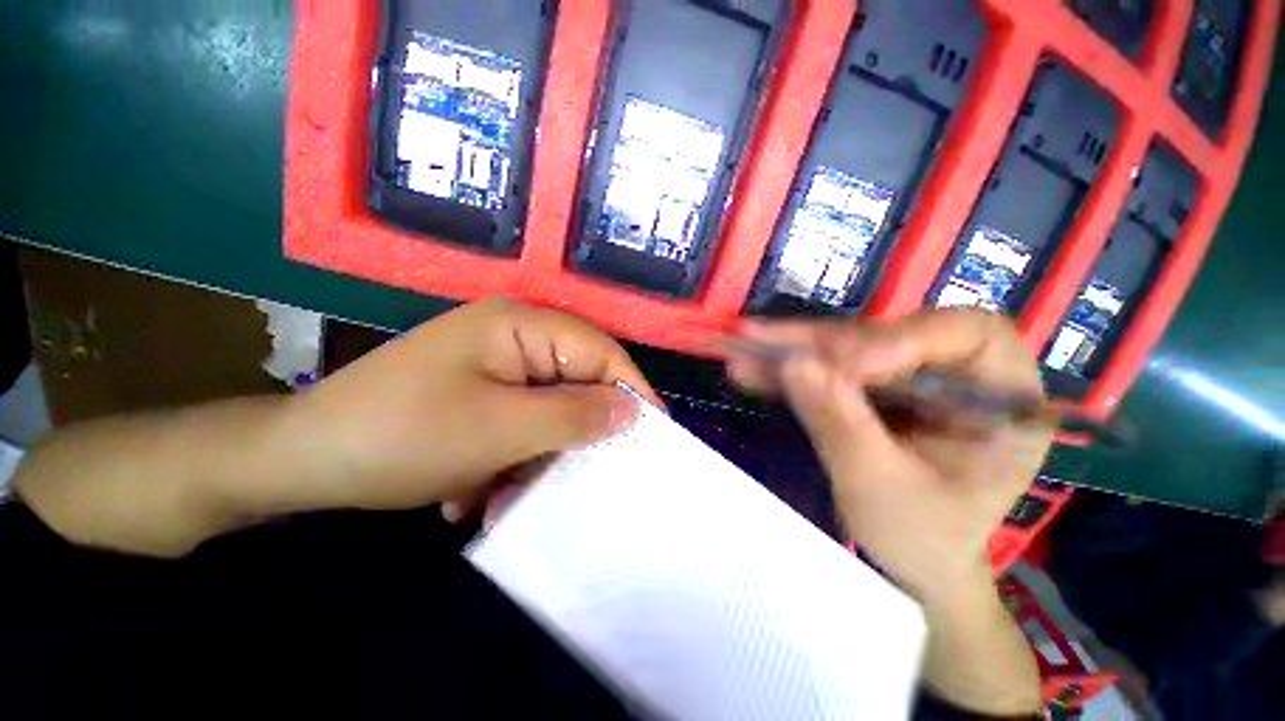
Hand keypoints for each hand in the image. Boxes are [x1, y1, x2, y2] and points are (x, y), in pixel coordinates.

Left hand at [275, 298, 658, 514]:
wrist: (303, 459)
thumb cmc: (402, 436)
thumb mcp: (499, 430)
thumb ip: (574, 416)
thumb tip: (632, 411)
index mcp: (522, 326)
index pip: (600, 352)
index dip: (631, 390)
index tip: (652, 435)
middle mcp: (515, 336)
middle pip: (577, 380)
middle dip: (579, 431)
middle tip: (588, 475)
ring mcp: (497, 363)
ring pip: (550, 408)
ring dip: (538, 455)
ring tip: (512, 496)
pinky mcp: (483, 390)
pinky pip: (522, 421)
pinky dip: (513, 458)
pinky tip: (480, 491)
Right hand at [726, 309, 1053, 601]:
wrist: (914, 565)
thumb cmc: (921, 538)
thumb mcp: (882, 488)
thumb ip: (841, 423)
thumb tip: (794, 363)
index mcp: (1002, 398)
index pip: (965, 335)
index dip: (900, 338)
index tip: (842, 366)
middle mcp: (956, 374)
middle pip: (887, 335)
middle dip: (819, 341)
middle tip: (759, 337)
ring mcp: (908, 379)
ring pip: (846, 348)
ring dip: (790, 350)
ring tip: (742, 344)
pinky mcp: (871, 389)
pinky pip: (827, 371)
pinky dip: (787, 371)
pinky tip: (750, 369)